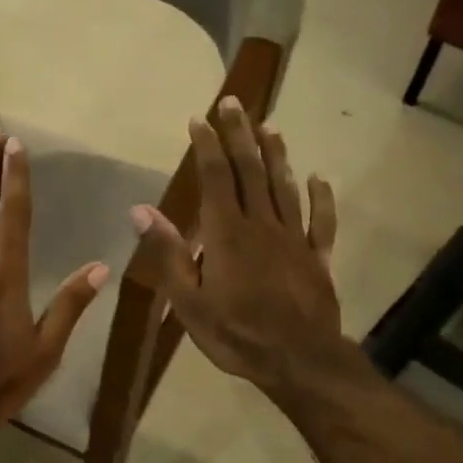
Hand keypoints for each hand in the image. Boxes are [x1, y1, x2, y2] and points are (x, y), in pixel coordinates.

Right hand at [129, 98, 341, 393]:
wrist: (298, 360)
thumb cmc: (235, 334)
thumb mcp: (188, 302)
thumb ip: (168, 254)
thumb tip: (141, 210)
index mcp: (227, 234)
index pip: (216, 177)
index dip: (208, 146)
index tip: (200, 118)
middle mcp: (262, 225)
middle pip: (251, 171)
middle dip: (240, 134)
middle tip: (234, 102)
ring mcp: (294, 239)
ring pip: (285, 187)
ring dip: (276, 155)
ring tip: (270, 126)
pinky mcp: (317, 258)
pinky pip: (321, 221)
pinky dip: (321, 197)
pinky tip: (318, 178)